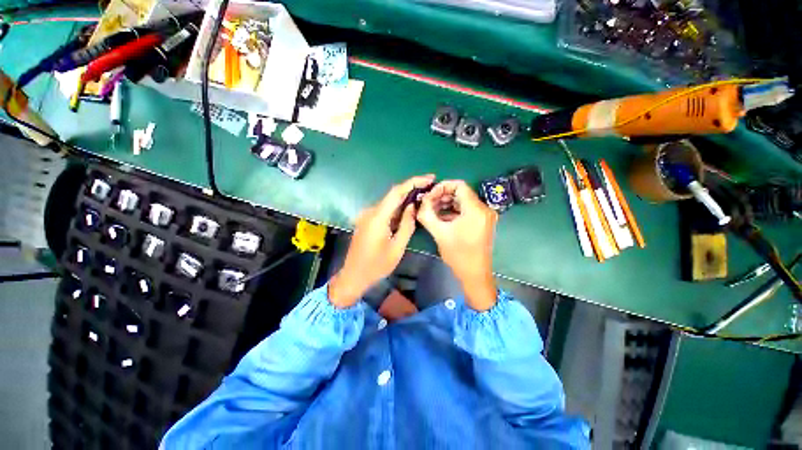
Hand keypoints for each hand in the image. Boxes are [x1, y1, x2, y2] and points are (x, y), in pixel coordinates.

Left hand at [328, 175, 434, 307]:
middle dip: (412, 188)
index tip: (429, 178)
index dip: (413, 182)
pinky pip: (385, 209)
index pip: (396, 192)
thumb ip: (406, 224)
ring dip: (405, 198)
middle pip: (393, 194)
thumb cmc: (376, 265)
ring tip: (422, 197)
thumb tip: (412, 206)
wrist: (353, 275)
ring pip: (389, 202)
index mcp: (378, 217)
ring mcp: (367, 215)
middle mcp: (370, 211)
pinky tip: (408, 209)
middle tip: (429, 188)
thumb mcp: (397, 247)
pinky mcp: (367, 220)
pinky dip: (397, 207)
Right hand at [417, 180, 497, 310]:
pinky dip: (454, 211)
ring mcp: (485, 216)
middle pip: (461, 193)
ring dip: (447, 203)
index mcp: (475, 209)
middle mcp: (484, 209)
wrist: (474, 274)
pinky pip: (467, 210)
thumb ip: (427, 214)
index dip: (442, 186)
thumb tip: (420, 202)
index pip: (459, 185)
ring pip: (463, 201)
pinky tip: (441, 217)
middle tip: (428, 203)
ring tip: (432, 210)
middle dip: (443, 195)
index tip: (430, 195)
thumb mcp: (439, 233)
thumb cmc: (458, 254)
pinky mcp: (483, 222)